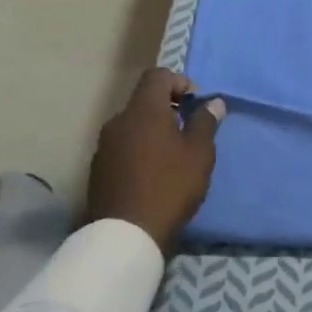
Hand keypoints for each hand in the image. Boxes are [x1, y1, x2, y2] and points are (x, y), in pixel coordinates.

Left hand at [85, 68, 225, 251]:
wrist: (126, 234)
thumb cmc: (170, 186)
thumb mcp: (199, 153)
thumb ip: (206, 122)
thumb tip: (213, 102)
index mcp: (144, 110)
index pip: (157, 76)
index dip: (179, 82)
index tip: (195, 104)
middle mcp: (119, 121)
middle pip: (144, 100)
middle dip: (168, 109)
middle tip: (188, 130)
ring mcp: (104, 146)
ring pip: (132, 125)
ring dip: (152, 131)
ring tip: (172, 155)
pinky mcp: (98, 169)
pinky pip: (122, 146)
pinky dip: (139, 149)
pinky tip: (152, 174)